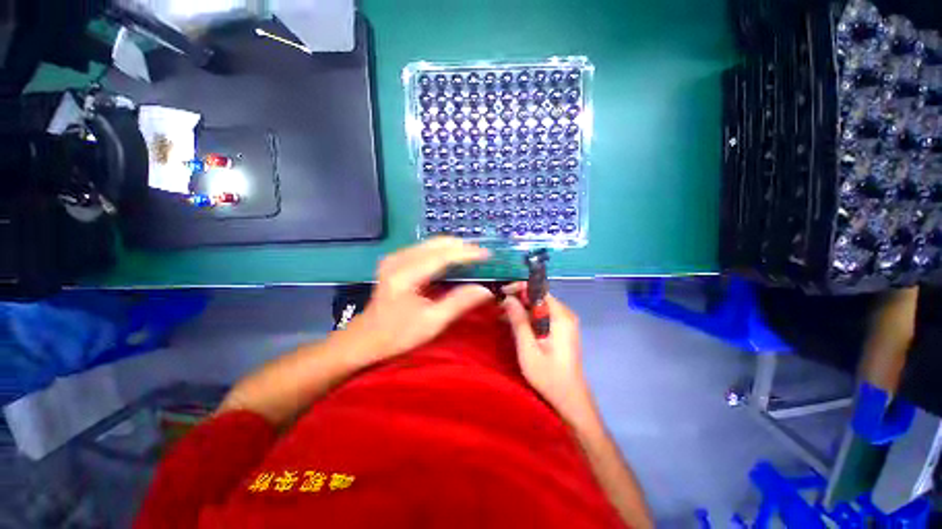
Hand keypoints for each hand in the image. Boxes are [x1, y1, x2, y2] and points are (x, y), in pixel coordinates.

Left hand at [350, 237, 493, 360]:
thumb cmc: (398, 334)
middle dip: (462, 247)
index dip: (467, 253)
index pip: (442, 255)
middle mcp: (398, 259)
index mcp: (405, 275)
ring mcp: (394, 258)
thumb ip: (459, 303)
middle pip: (436, 243)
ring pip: (431, 243)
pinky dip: (442, 251)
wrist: (365, 338)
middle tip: (482, 255)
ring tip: (472, 256)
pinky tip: (452, 260)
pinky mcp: (395, 260)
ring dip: (453, 247)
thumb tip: (485, 290)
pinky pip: (424, 248)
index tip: (487, 254)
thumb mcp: (431, 323)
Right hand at [502, 284, 594, 422]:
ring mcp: (564, 323)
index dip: (520, 288)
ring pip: (539, 306)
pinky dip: (528, 317)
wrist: (570, 400)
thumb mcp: (528, 349)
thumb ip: (519, 322)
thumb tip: (508, 298)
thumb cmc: (549, 377)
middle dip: (518, 299)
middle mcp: (565, 315)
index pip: (539, 290)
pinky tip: (514, 323)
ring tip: (502, 314)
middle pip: (539, 297)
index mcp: (561, 317)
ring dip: (521, 309)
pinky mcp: (561, 330)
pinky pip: (542, 316)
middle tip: (499, 306)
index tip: (502, 293)